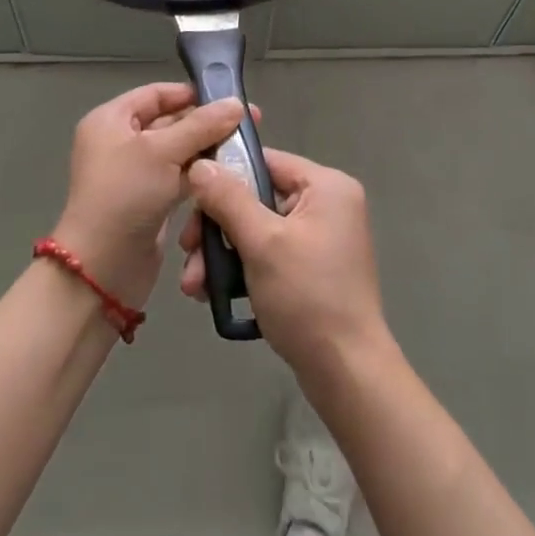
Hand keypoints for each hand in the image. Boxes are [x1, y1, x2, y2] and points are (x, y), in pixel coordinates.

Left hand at [53, 83, 250, 310]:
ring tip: (244, 150)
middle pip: (170, 122)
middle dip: (205, 124)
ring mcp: (134, 174)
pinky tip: (228, 176)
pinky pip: (179, 178)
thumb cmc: (125, 196)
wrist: (102, 269)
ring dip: (207, 151)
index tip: (229, 99)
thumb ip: (202, 125)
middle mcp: (120, 142)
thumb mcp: (163, 152)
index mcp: (111, 120)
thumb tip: (236, 104)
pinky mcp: (148, 201)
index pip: (156, 94)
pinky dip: (200, 176)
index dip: (191, 93)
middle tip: (248, 125)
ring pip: (178, 152)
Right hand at [179, 148, 392, 382]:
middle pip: (257, 198)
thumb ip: (228, 199)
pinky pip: (269, 254)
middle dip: (217, 228)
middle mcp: (328, 204)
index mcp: (326, 186)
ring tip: (194, 286)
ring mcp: (322, 238)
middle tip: (187, 253)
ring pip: (258, 230)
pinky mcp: (313, 268)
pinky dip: (242, 269)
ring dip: (222, 254)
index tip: (190, 202)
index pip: (266, 162)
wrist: (346, 373)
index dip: (225, 176)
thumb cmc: (307, 297)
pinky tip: (213, 294)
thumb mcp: (262, 243)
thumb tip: (200, 166)